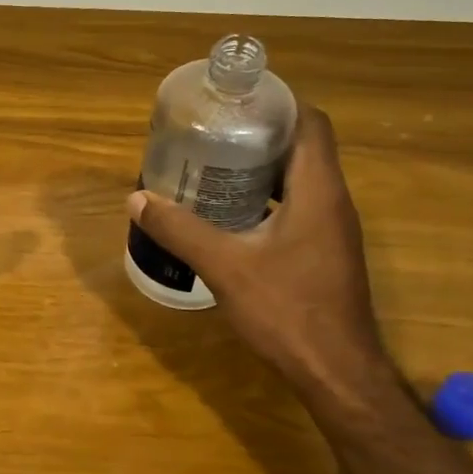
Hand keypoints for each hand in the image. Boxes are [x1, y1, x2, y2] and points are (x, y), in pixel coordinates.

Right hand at [127, 107, 385, 391]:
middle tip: (209, 134)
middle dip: (257, 135)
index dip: (276, 103)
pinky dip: (265, 200)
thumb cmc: (287, 310)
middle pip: (301, 148)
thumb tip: (137, 200)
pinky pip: (296, 208)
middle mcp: (332, 202)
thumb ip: (180, 230)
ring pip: (298, 180)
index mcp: (318, 191)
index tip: (234, 101)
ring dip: (260, 169)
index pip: (310, 123)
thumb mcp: (225, 266)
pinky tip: (228, 215)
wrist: (336, 372)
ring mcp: (331, 230)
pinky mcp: (323, 253)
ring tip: (210, 167)